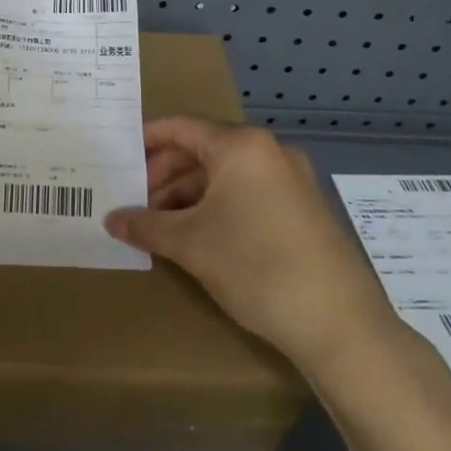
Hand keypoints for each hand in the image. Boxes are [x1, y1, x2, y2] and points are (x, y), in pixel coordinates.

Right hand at [105, 117, 403, 371]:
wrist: (339, 323)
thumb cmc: (255, 266)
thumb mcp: (190, 244)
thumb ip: (145, 224)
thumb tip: (111, 219)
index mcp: (242, 146)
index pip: (182, 127)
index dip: (147, 140)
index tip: (120, 158)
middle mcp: (270, 151)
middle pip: (204, 148)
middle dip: (165, 173)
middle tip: (136, 200)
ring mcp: (292, 179)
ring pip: (227, 173)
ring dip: (189, 193)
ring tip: (161, 224)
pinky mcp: (304, 207)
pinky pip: (249, 191)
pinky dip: (218, 205)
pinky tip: (199, 234)